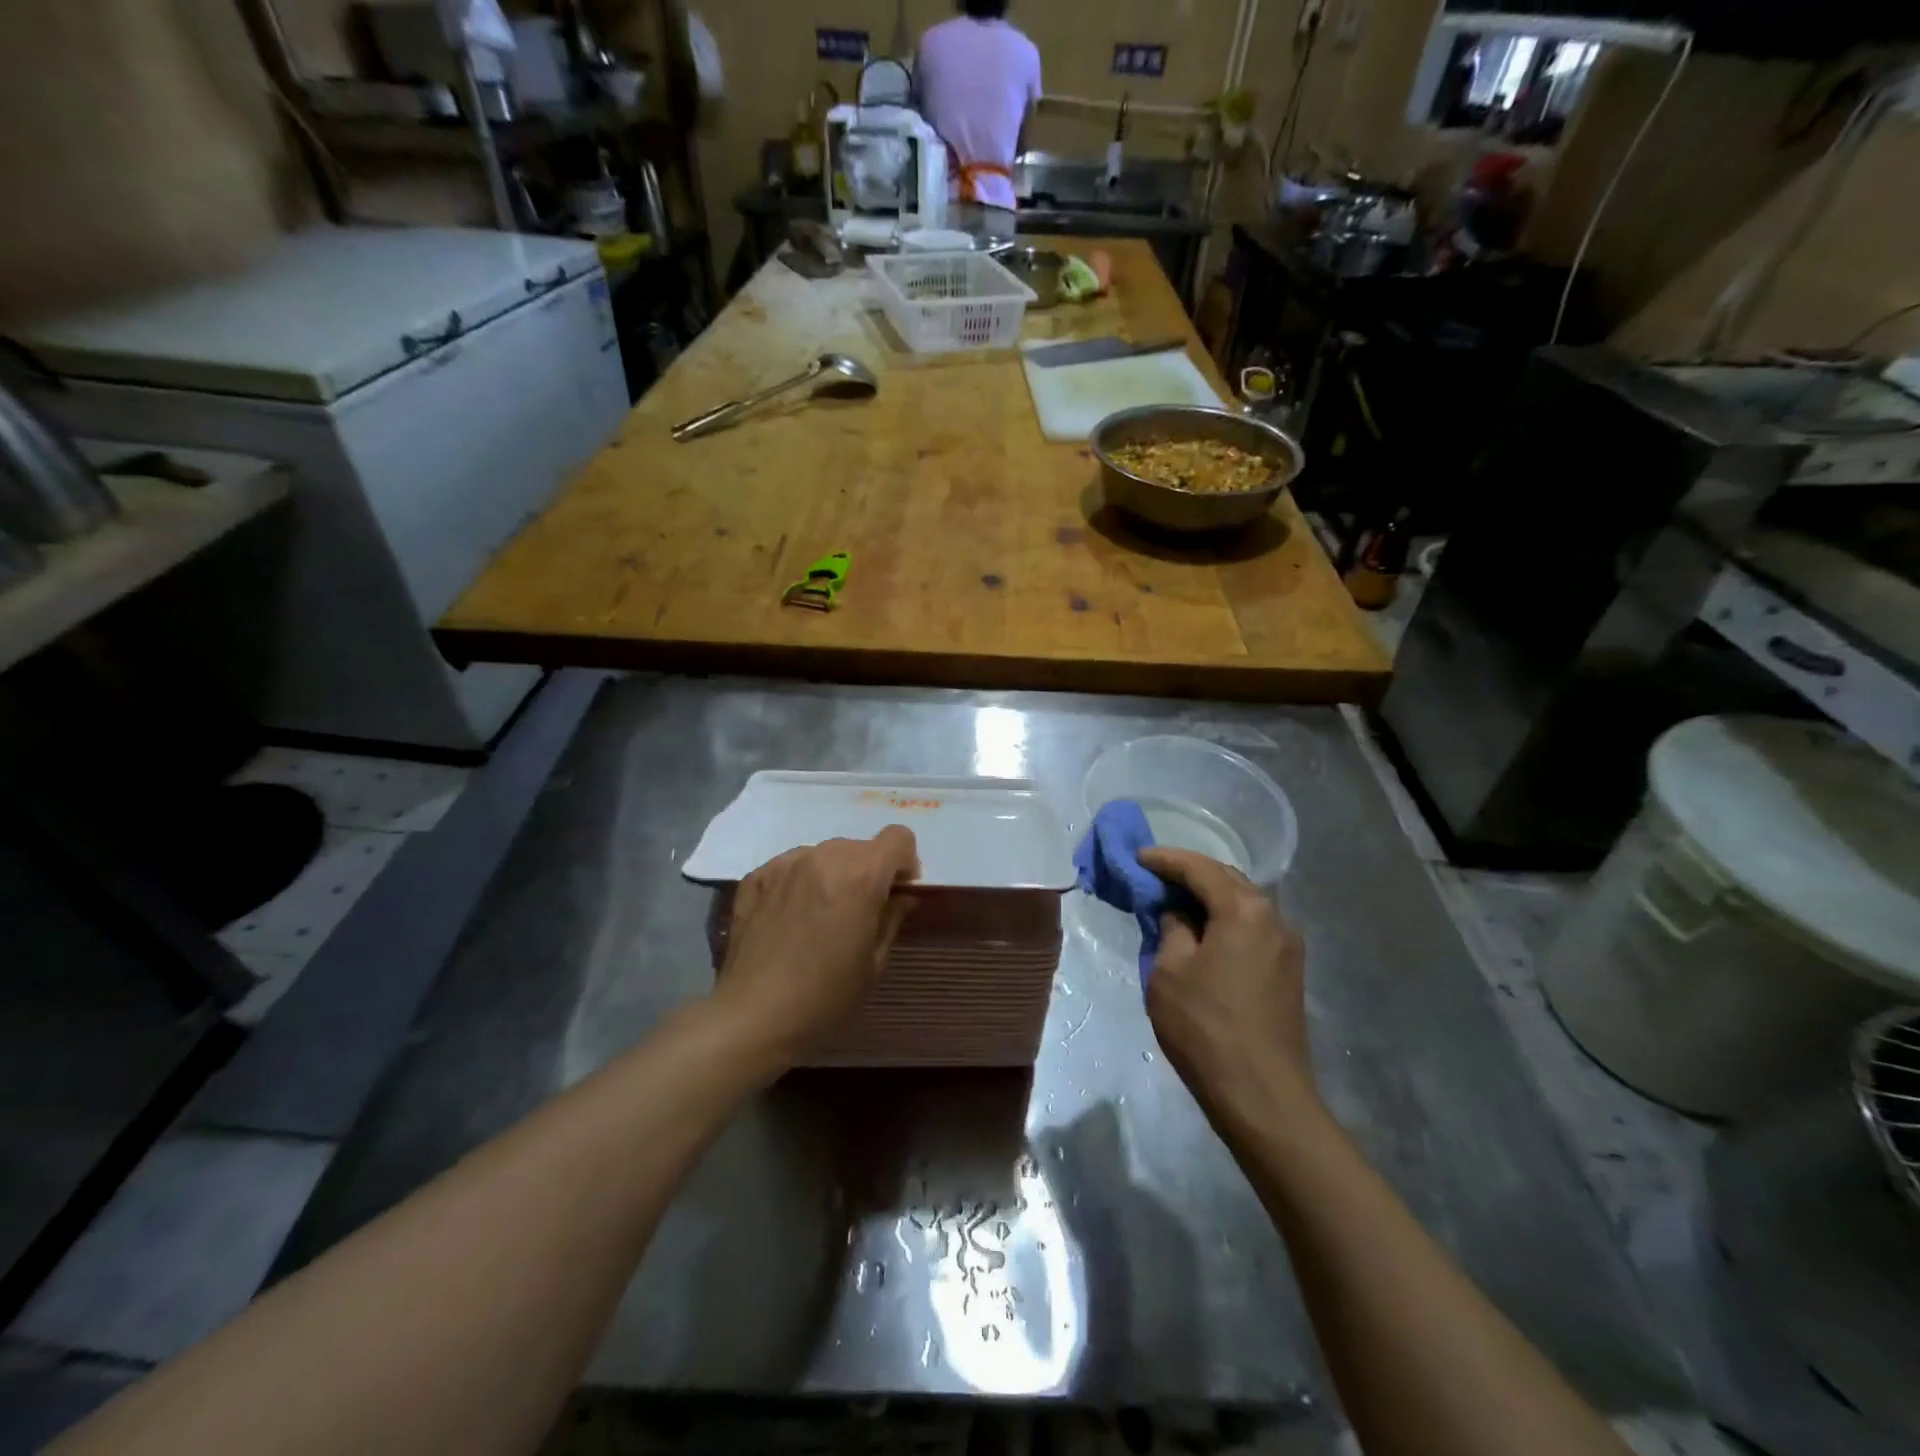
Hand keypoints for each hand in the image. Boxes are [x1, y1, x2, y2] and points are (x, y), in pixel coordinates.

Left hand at [712, 827, 919, 1065]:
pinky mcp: (755, 877)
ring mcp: (784, 864)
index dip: (904, 862)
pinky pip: (791, 866)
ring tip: (821, 913)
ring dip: (833, 873)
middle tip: (860, 910)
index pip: (898, 837)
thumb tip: (902, 896)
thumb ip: (892, 918)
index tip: (897, 891)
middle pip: (859, 846)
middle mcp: (822, 858)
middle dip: (868, 870)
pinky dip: (800, 881)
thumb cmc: (826, 996)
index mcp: (859, 876)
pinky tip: (791, 917)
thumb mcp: (874, 962)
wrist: (754, 1016)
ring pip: (823, 853)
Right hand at [1138, 847, 1316, 1122]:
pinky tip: (1203, 933)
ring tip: (1175, 904)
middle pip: (1228, 879)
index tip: (1137, 857)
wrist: (1262, 1096)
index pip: (1200, 868)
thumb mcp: (1169, 971)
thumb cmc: (1206, 1027)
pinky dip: (1225, 920)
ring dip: (1210, 898)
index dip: (1165, 859)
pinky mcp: (1289, 971)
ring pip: (1243, 904)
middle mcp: (1274, 918)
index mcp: (1244, 910)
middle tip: (1154, 878)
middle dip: (1190, 873)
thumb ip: (1172, 928)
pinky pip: (1253, 928)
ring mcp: (1288, 946)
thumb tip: (1179, 914)